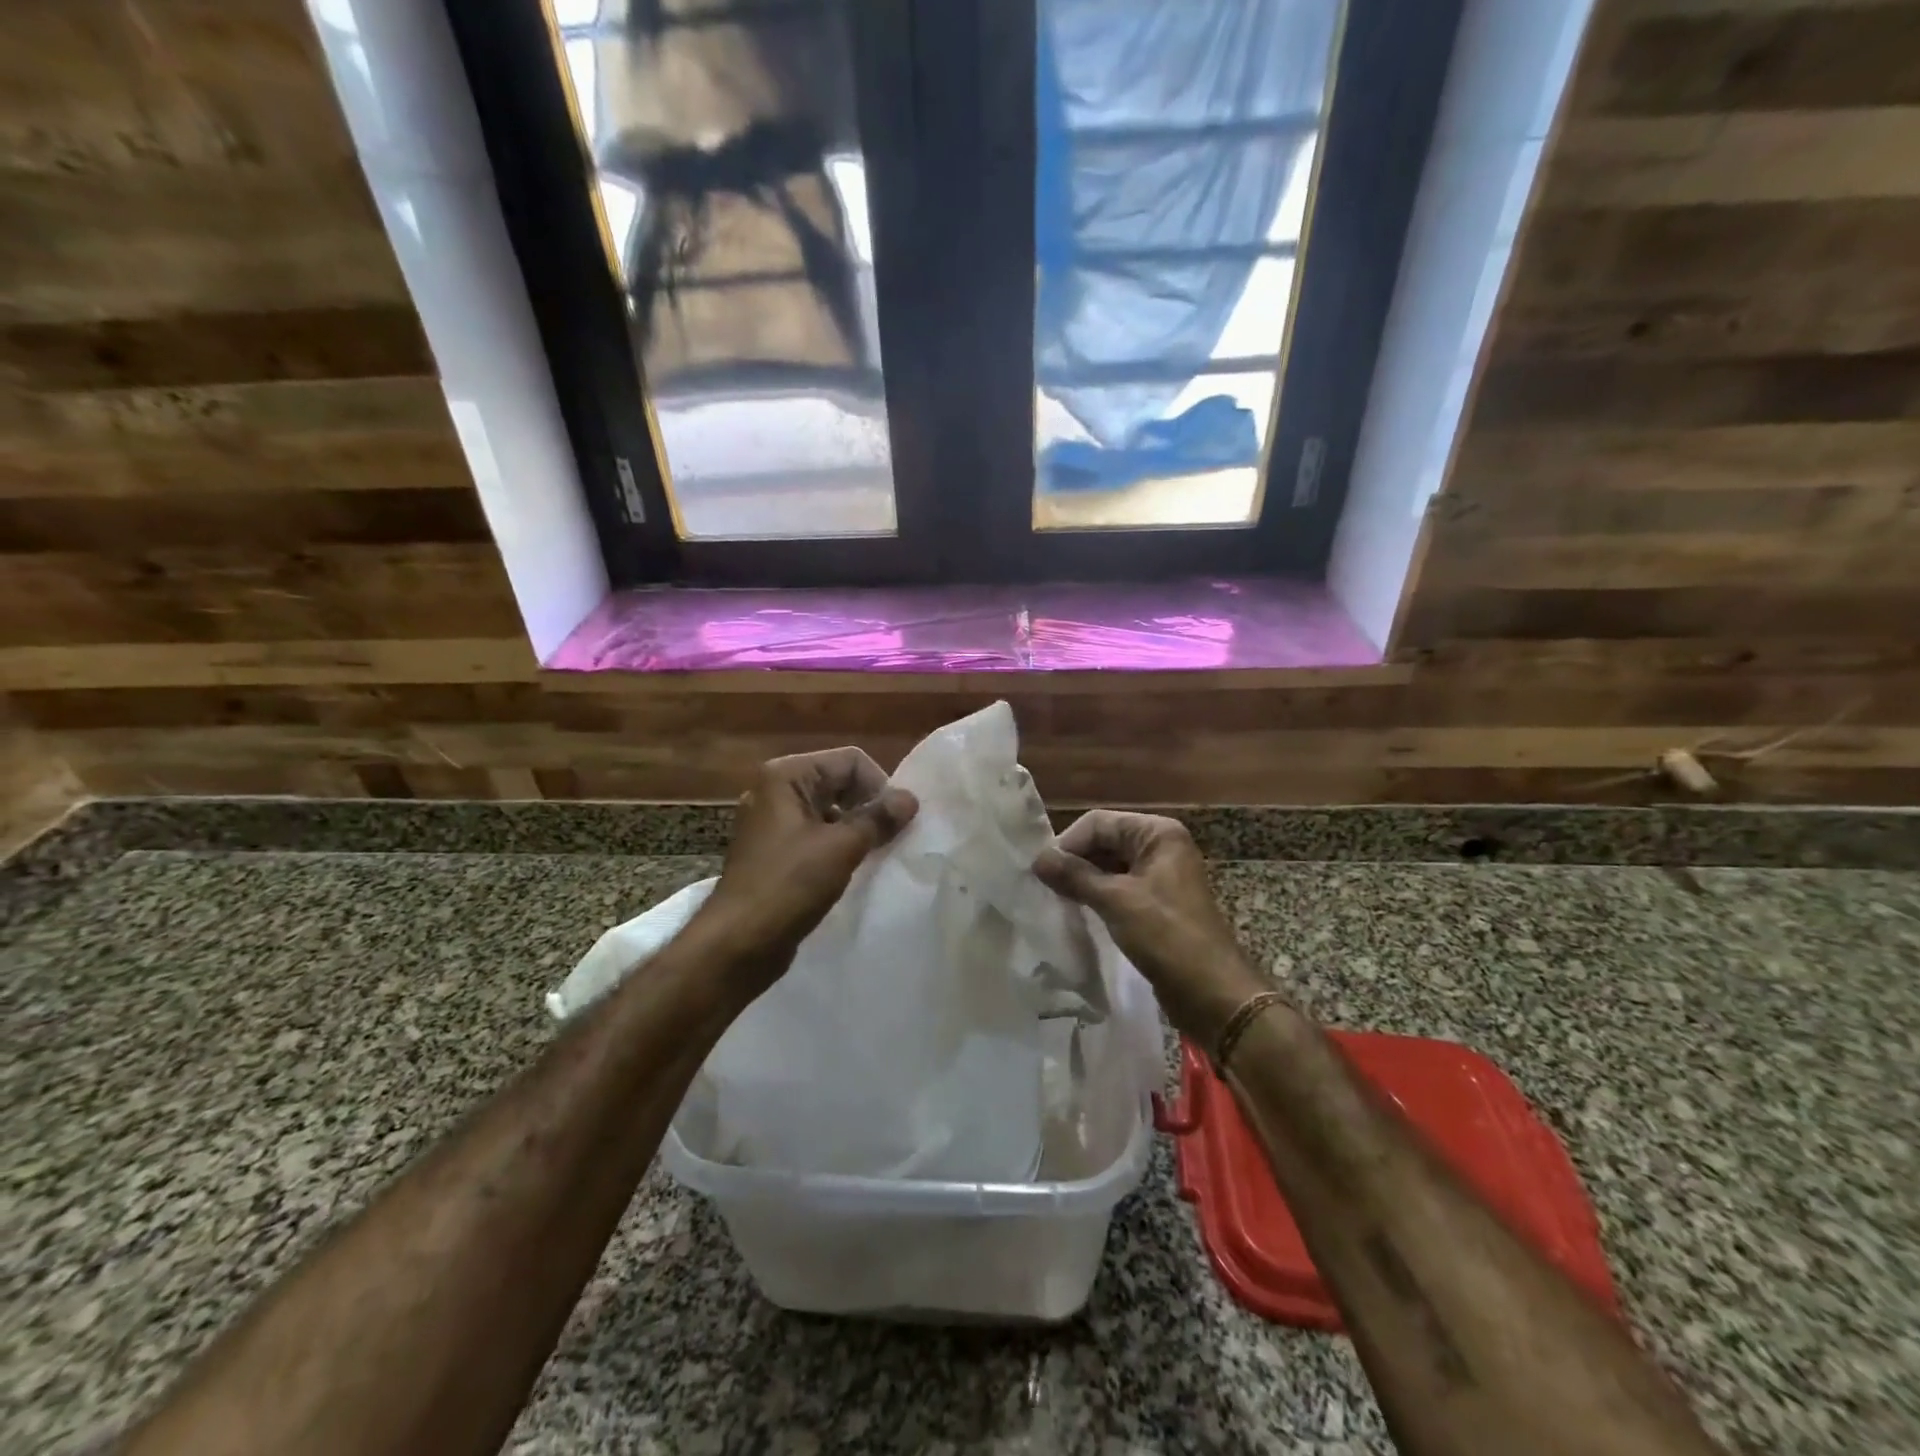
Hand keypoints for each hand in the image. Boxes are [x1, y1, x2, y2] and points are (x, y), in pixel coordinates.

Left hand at [697, 747, 917, 989]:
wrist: (739, 943)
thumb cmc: (789, 885)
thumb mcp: (841, 847)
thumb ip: (878, 819)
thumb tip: (910, 798)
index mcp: (786, 776)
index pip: (850, 761)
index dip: (879, 786)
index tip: (896, 822)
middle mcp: (776, 791)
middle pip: (840, 782)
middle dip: (869, 806)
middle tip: (892, 838)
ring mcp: (773, 822)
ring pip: (830, 811)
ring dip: (857, 828)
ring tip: (877, 854)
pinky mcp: (776, 851)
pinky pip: (817, 835)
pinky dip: (839, 846)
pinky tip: (855, 869)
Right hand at [1035, 811, 1271, 1044]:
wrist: (1212, 992)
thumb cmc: (1166, 936)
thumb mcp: (1116, 901)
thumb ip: (1074, 876)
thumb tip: (1037, 859)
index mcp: (1157, 833)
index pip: (1099, 823)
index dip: (1068, 843)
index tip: (1041, 872)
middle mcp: (1160, 846)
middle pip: (1104, 841)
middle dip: (1074, 861)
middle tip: (1044, 887)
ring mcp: (1159, 875)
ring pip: (1109, 866)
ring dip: (1083, 880)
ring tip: (1056, 899)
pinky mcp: (1156, 903)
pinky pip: (1118, 888)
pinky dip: (1097, 896)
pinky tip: (1077, 911)